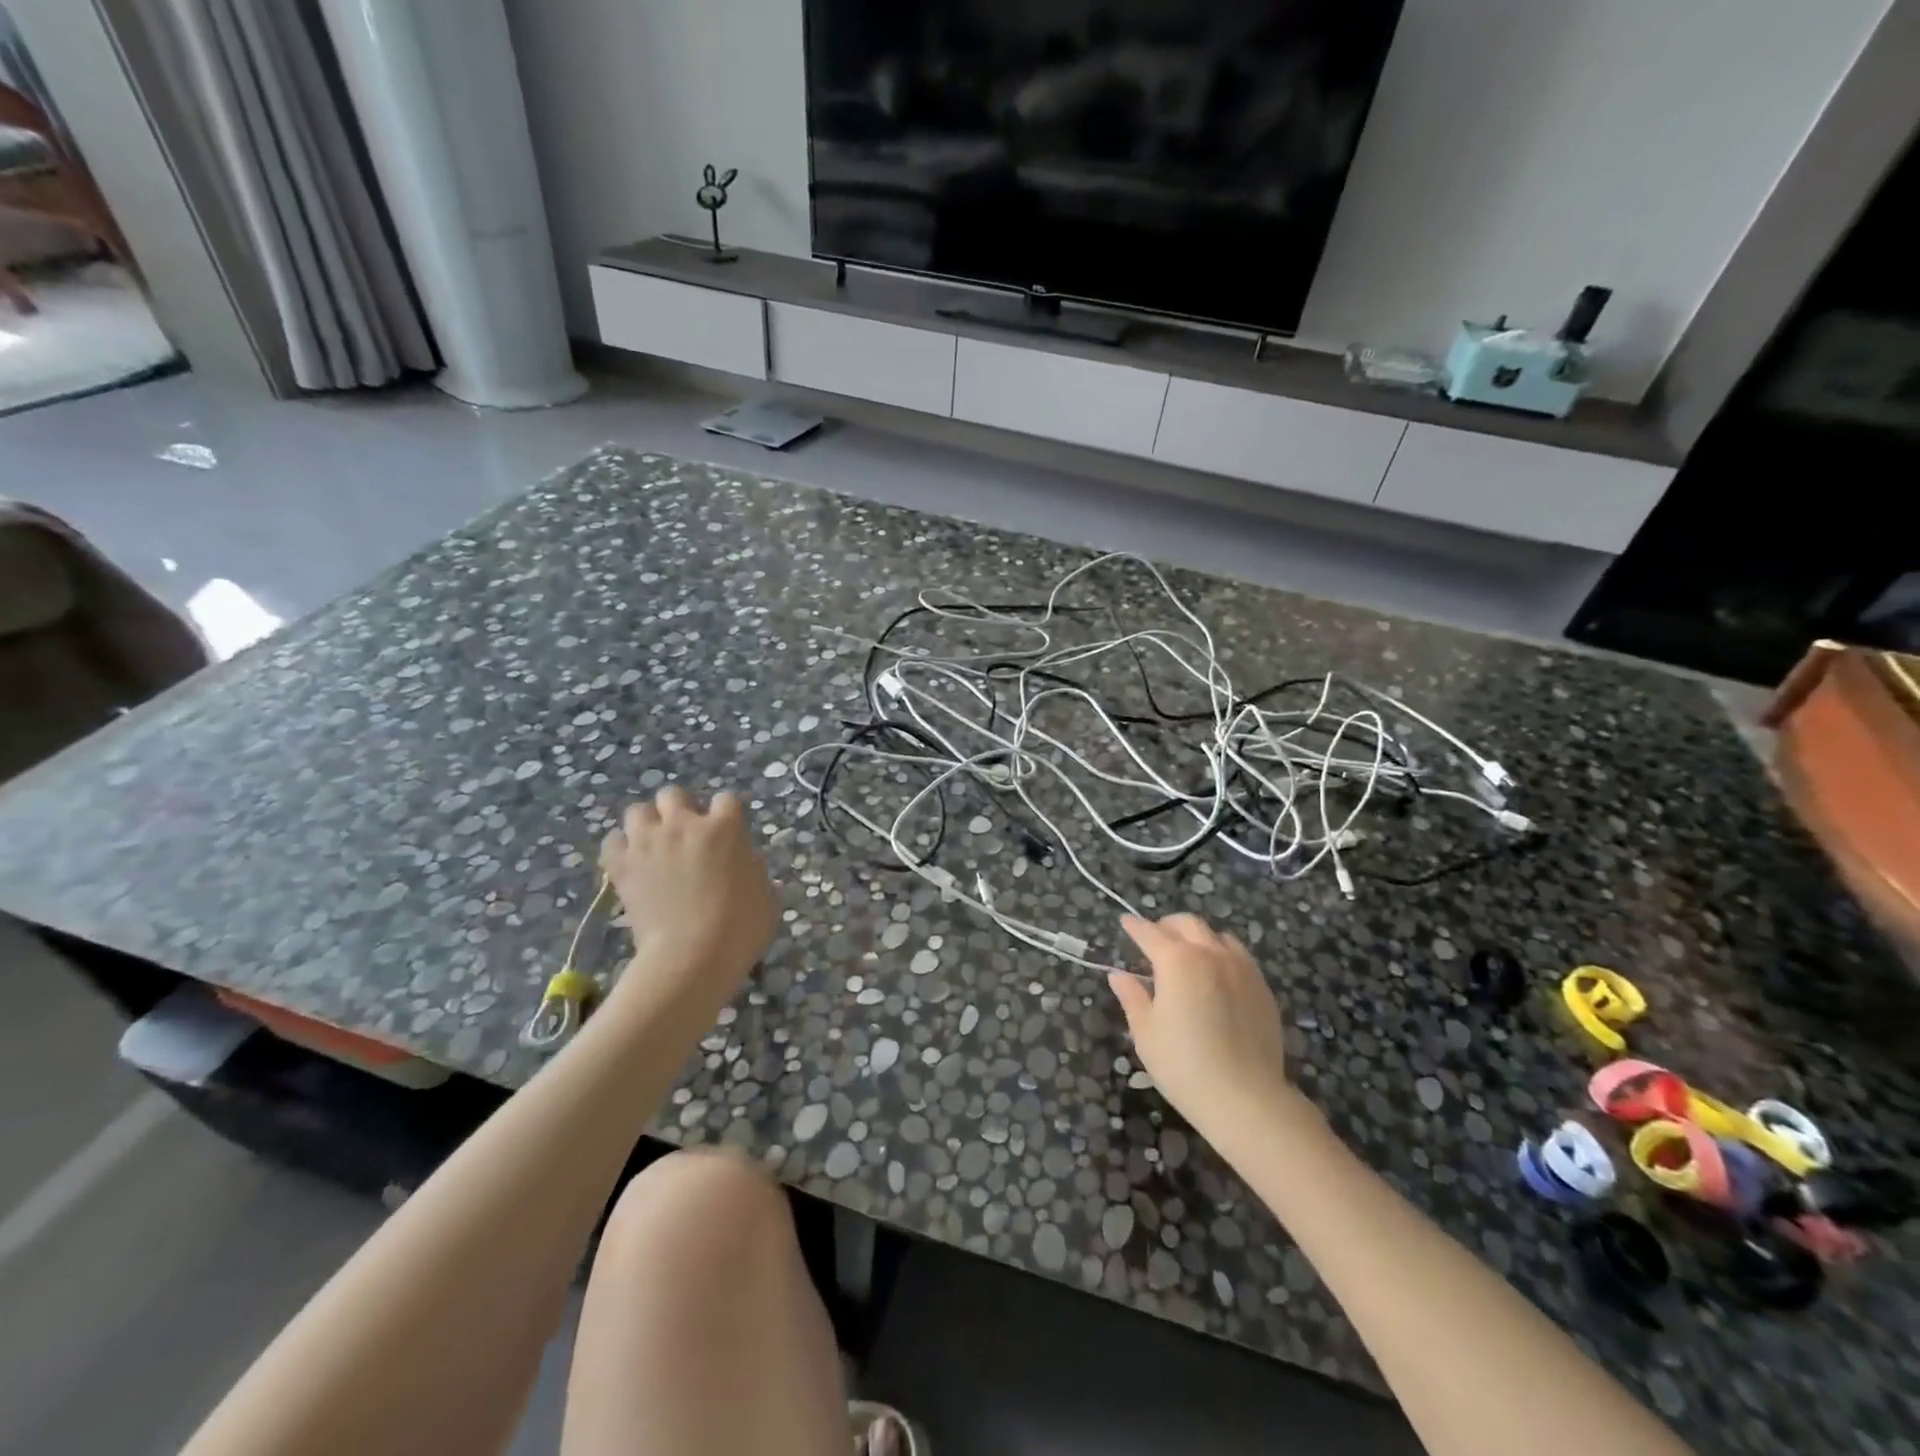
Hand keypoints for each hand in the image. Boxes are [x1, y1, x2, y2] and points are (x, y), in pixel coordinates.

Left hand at [600, 787, 778, 1009]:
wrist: (691, 957)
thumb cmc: (740, 928)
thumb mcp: (766, 895)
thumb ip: (753, 868)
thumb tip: (743, 861)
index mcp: (725, 827)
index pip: (726, 799)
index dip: (727, 815)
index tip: (728, 834)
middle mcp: (684, 825)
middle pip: (674, 795)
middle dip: (680, 809)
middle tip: (687, 835)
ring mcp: (649, 843)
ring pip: (637, 811)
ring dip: (647, 824)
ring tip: (654, 846)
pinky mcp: (622, 866)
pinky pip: (613, 842)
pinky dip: (621, 849)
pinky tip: (632, 865)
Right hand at [1110, 914, 1294, 1147]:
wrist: (1246, 1098)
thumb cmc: (1183, 1065)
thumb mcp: (1145, 1032)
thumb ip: (1132, 997)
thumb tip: (1119, 975)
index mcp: (1177, 960)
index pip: (1149, 933)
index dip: (1134, 927)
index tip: (1125, 921)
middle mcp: (1210, 954)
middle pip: (1187, 924)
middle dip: (1167, 926)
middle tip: (1154, 940)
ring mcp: (1242, 968)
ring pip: (1217, 936)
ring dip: (1198, 937)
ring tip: (1188, 955)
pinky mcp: (1262, 988)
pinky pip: (1240, 956)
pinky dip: (1222, 954)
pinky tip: (1217, 976)